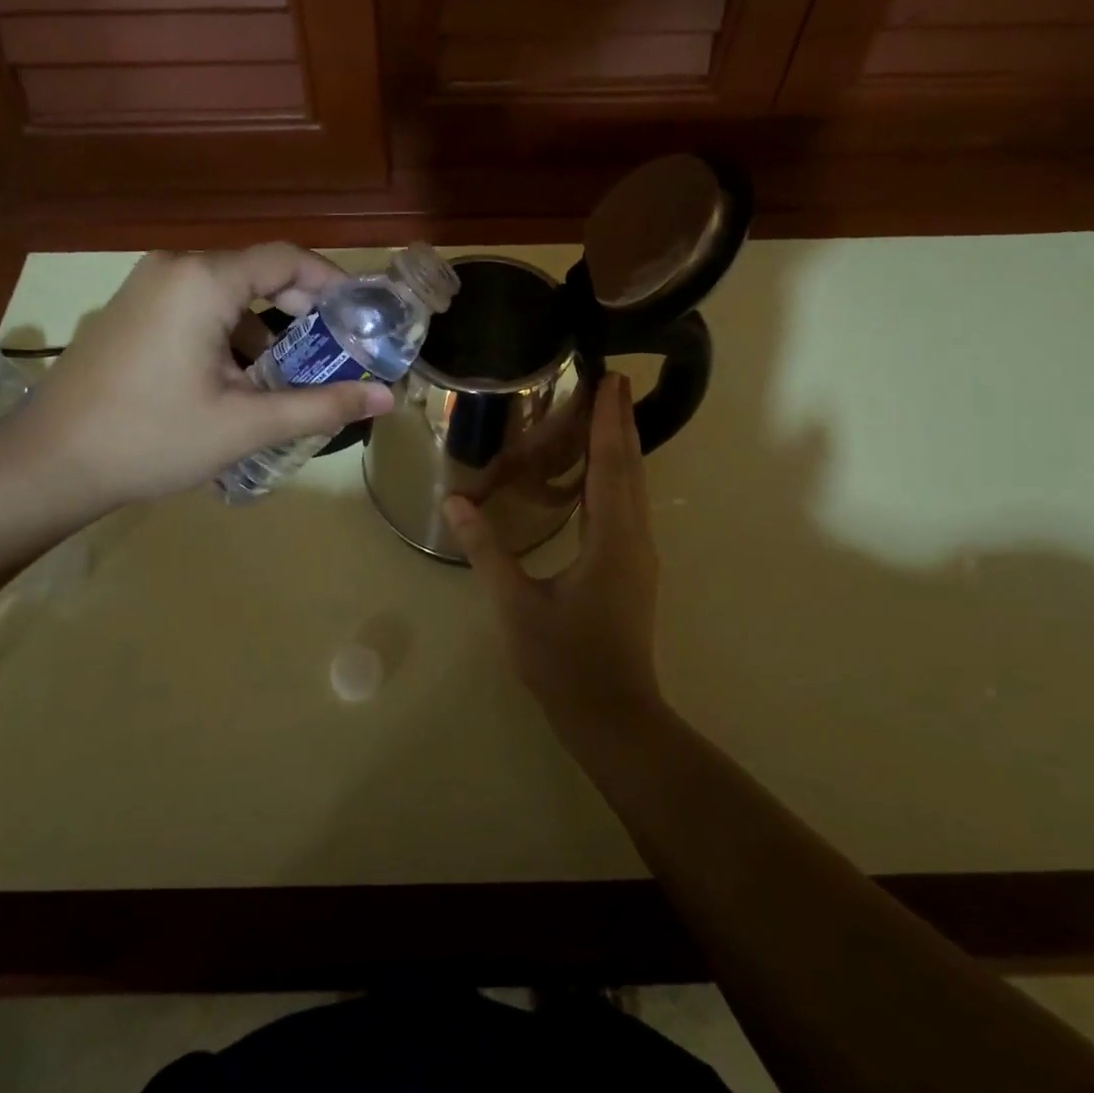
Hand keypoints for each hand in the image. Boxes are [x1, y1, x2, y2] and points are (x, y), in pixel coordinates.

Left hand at [8, 245, 393, 512]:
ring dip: (266, 330)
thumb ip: (321, 405)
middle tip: (336, 353)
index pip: (287, 259)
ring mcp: (145, 288)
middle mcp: (174, 269)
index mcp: (203, 281)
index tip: (364, 319)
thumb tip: (386, 397)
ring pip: (228, 296)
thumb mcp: (246, 424)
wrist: (49, 463)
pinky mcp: (131, 312)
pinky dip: (230, 336)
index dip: (333, 284)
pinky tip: (238, 384)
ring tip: (290, 379)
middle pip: (258, 273)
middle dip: (302, 312)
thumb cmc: (152, 438)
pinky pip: (198, 310)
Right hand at [444, 373, 663, 739]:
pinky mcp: (633, 569)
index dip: (609, 420)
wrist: (612, 714)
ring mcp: (638, 555)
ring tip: (607, 413)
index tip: (611, 379)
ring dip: (622, 447)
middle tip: (612, 381)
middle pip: (630, 468)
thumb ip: (487, 550)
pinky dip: (618, 476)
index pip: (611, 465)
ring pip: (634, 488)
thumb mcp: (516, 604)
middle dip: (621, 423)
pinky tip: (600, 474)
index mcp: (611, 539)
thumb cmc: (564, 660)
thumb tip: (455, 502)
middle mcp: (634, 538)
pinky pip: (628, 507)